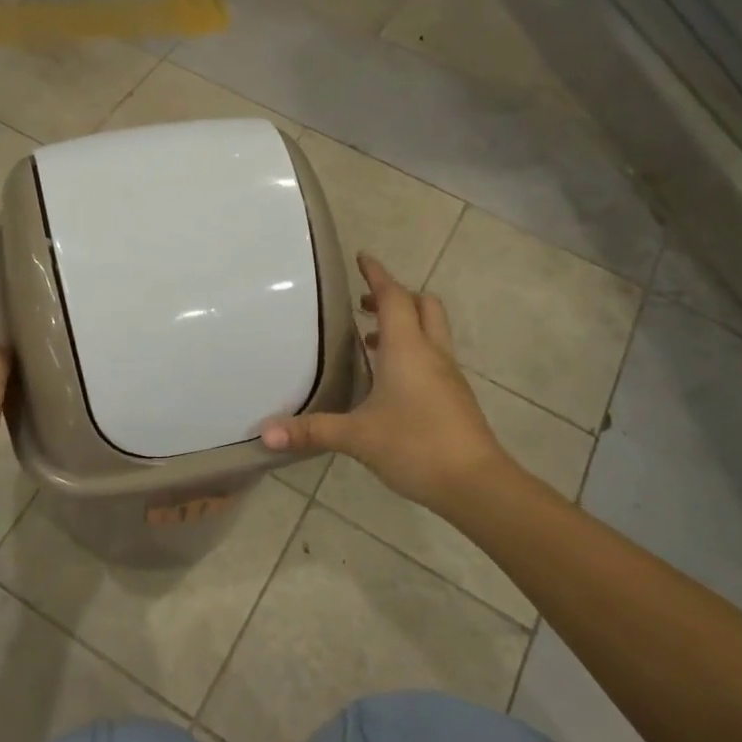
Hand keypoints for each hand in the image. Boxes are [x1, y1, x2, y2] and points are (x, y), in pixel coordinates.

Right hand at [263, 253, 516, 515]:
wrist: (477, 484)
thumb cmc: (415, 446)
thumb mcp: (356, 438)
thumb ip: (311, 430)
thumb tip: (264, 433)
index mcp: (408, 349)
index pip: (394, 297)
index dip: (377, 274)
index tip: (361, 257)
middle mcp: (432, 353)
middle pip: (423, 306)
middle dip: (396, 297)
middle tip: (365, 304)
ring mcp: (448, 375)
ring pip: (432, 331)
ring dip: (405, 324)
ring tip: (370, 342)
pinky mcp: (455, 396)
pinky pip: (434, 357)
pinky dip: (413, 351)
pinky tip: (390, 380)